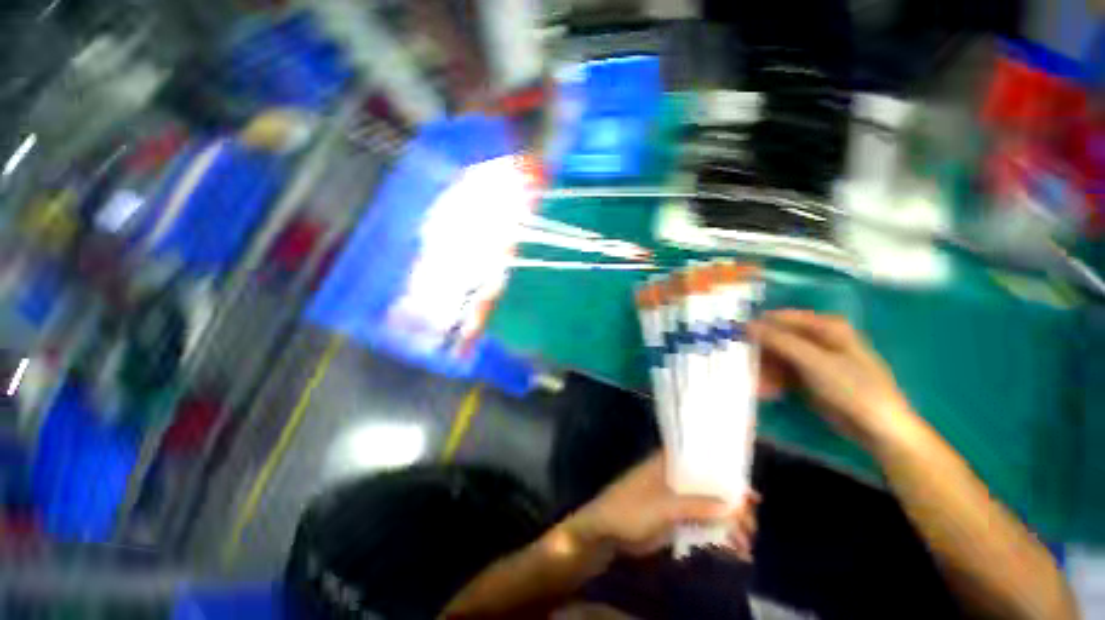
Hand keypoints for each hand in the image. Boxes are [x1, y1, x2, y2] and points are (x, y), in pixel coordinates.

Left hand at [564, 452, 759, 560]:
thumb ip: (697, 505)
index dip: (726, 471)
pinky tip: (733, 550)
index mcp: (669, 463)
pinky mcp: (674, 519)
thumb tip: (735, 504)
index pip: (701, 459)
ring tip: (746, 545)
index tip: (749, 488)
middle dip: (731, 504)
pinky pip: (700, 524)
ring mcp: (675, 499)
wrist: (606, 532)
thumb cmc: (631, 509)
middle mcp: (674, 478)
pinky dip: (716, 535)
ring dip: (726, 523)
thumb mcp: (664, 506)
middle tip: (752, 523)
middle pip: (708, 486)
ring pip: (707, 507)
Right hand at [749, 310, 916, 449]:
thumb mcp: (814, 361)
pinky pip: (782, 373)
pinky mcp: (809, 377)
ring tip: (755, 385)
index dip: (758, 325)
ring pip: (777, 357)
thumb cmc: (853, 388)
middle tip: (741, 365)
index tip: (734, 336)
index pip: (781, 318)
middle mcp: (818, 338)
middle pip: (778, 338)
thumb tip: (746, 324)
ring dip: (764, 370)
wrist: (879, 428)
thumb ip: (779, 341)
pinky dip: (772, 381)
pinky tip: (765, 392)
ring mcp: (813, 359)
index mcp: (825, 326)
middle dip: (759, 353)